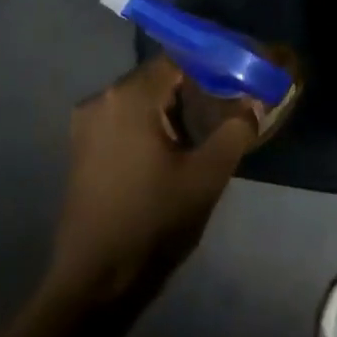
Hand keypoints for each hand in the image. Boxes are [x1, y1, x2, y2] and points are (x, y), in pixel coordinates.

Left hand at [49, 56, 256, 298]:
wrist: (97, 277)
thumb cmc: (154, 220)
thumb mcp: (207, 176)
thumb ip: (236, 131)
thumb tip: (254, 103)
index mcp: (129, 98)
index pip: (177, 59)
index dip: (211, 65)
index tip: (239, 79)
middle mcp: (101, 100)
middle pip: (156, 78)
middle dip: (193, 89)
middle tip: (229, 106)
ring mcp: (85, 125)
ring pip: (139, 101)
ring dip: (171, 109)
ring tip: (205, 129)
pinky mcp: (81, 148)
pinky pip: (122, 121)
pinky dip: (149, 125)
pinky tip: (171, 149)